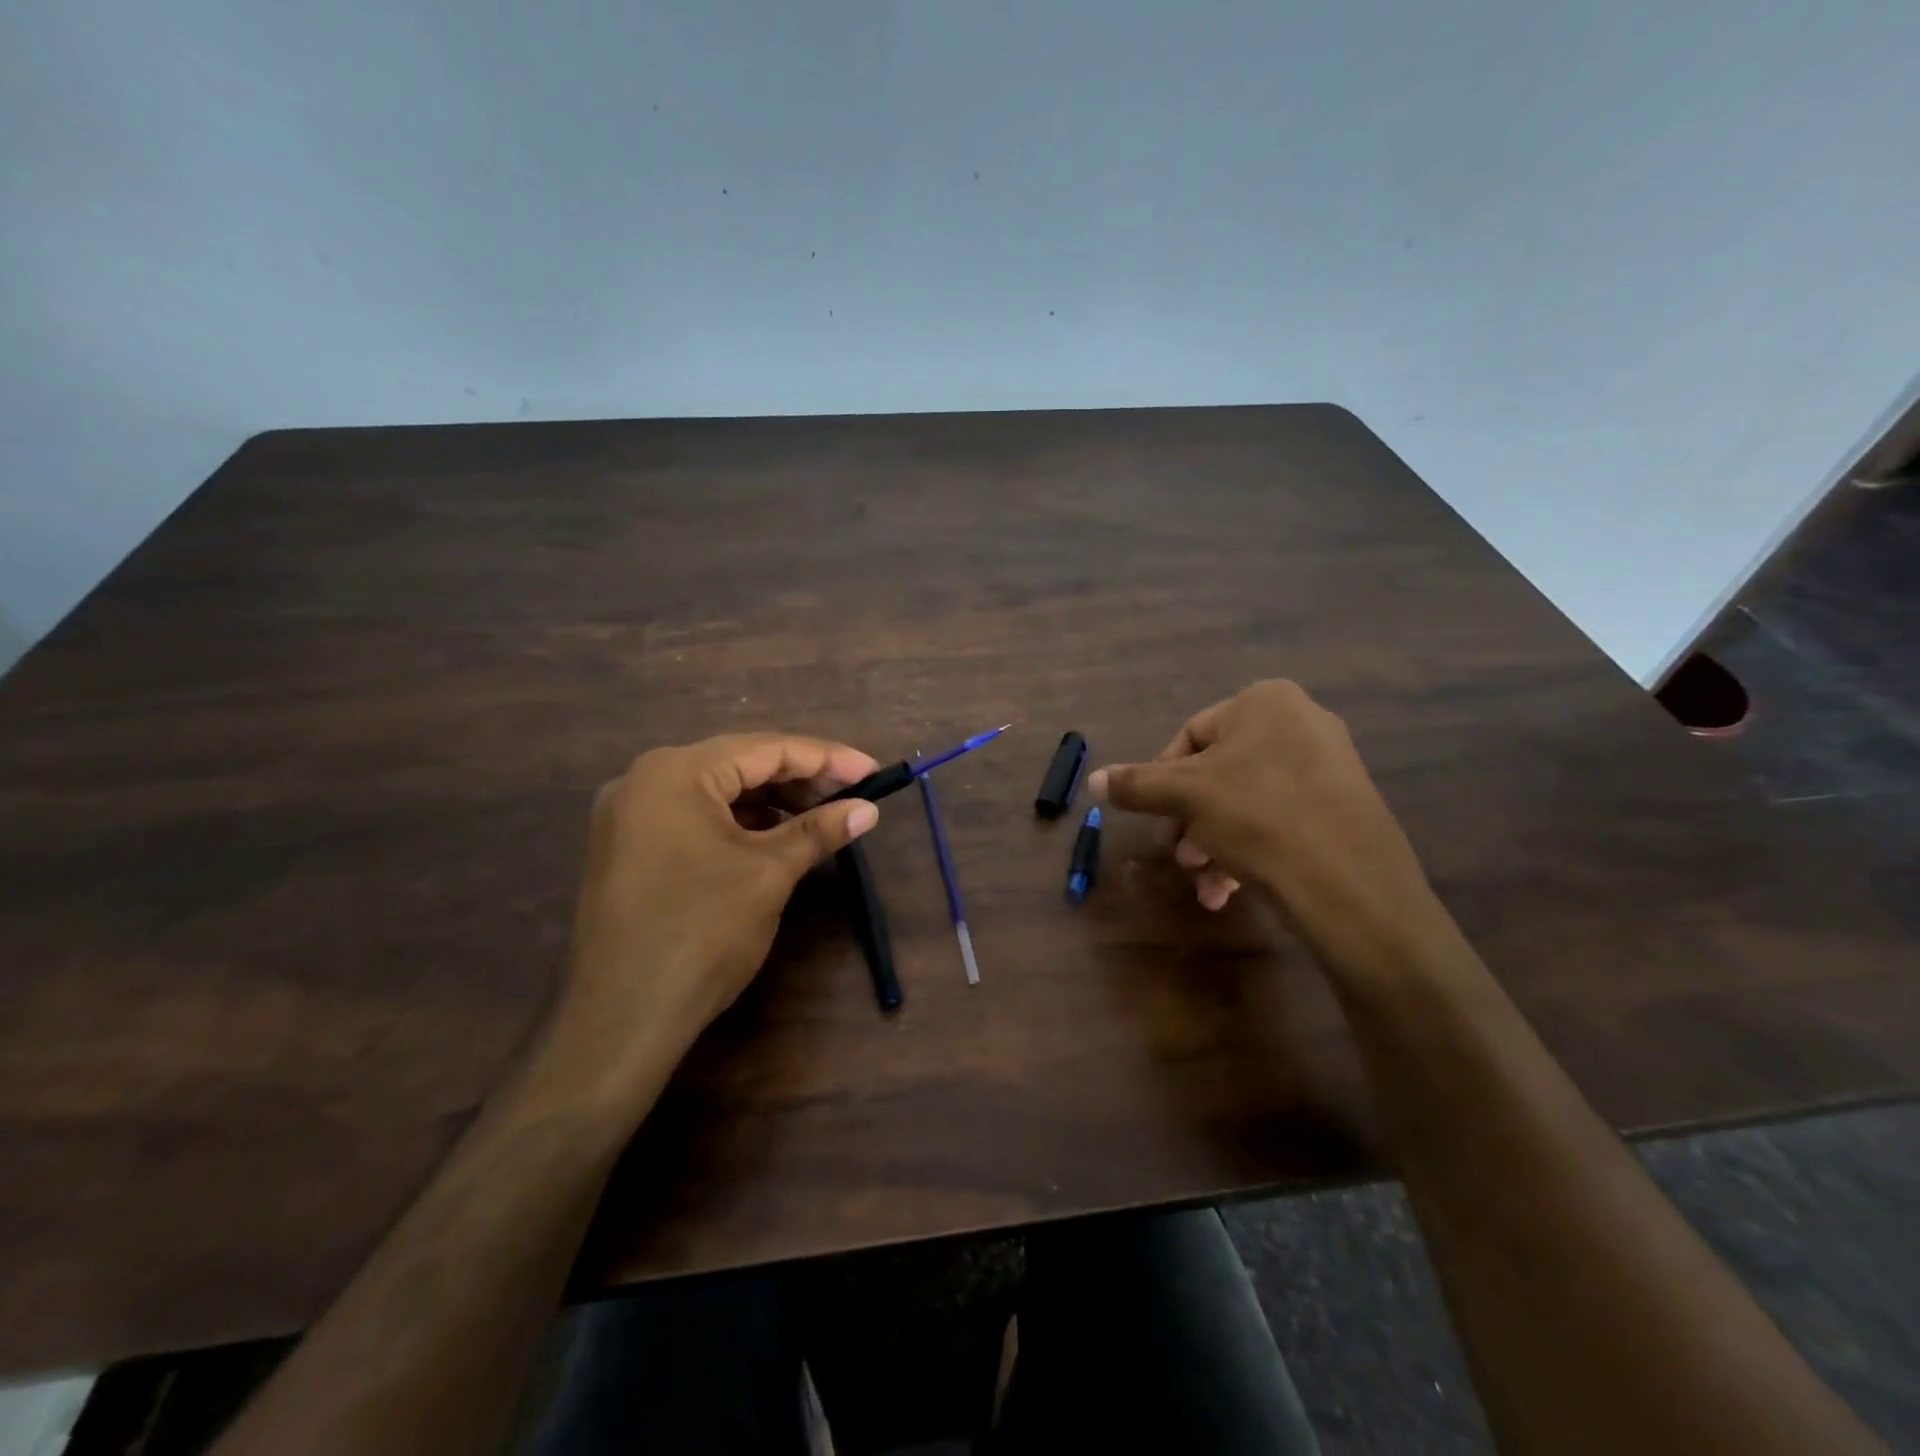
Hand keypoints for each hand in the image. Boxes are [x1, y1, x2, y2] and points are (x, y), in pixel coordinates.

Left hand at [552, 734, 880, 1084]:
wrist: (621, 1017)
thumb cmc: (702, 931)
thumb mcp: (769, 873)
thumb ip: (819, 831)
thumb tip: (868, 810)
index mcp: (677, 772)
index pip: (766, 749)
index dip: (826, 759)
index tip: (872, 771)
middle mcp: (645, 779)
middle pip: (739, 765)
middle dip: (800, 778)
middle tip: (852, 794)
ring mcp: (630, 814)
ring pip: (718, 791)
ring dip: (772, 801)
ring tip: (822, 815)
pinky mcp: (628, 847)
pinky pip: (695, 816)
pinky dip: (739, 822)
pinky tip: (776, 835)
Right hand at [1088, 680, 1447, 972]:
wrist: (1350, 885)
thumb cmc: (1258, 817)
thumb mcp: (1185, 795)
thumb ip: (1135, 784)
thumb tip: (1092, 779)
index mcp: (1265, 702)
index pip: (1190, 735)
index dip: (1160, 780)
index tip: (1152, 818)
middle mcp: (1301, 722)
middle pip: (1218, 772)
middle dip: (1189, 819)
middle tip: (1179, 855)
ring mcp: (1328, 765)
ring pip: (1246, 801)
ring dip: (1213, 841)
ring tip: (1204, 881)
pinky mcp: (1343, 807)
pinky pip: (1279, 818)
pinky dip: (1249, 849)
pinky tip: (1231, 889)